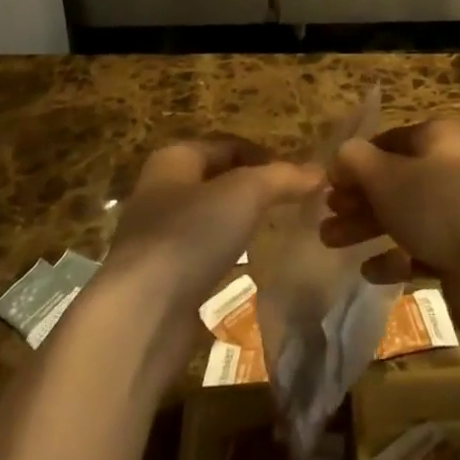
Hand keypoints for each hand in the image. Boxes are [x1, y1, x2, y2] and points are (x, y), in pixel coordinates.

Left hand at [105, 138, 321, 331]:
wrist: (141, 315)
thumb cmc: (190, 235)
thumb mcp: (245, 193)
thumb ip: (282, 178)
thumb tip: (319, 171)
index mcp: (174, 159)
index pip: (227, 144)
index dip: (264, 155)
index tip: (298, 175)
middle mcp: (161, 191)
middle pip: (218, 179)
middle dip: (253, 188)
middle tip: (291, 201)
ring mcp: (158, 236)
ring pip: (209, 218)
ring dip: (239, 222)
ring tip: (275, 230)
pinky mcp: (161, 279)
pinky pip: (202, 255)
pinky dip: (225, 255)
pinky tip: (247, 267)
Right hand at [319, 120, 459, 333]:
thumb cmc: (439, 205)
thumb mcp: (387, 176)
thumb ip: (356, 161)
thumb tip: (340, 156)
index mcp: (439, 137)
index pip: (389, 141)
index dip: (357, 160)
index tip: (328, 183)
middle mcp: (452, 168)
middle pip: (395, 179)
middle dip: (357, 198)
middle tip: (326, 217)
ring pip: (405, 215)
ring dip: (367, 227)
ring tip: (332, 243)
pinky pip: (421, 250)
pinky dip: (394, 258)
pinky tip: (370, 271)